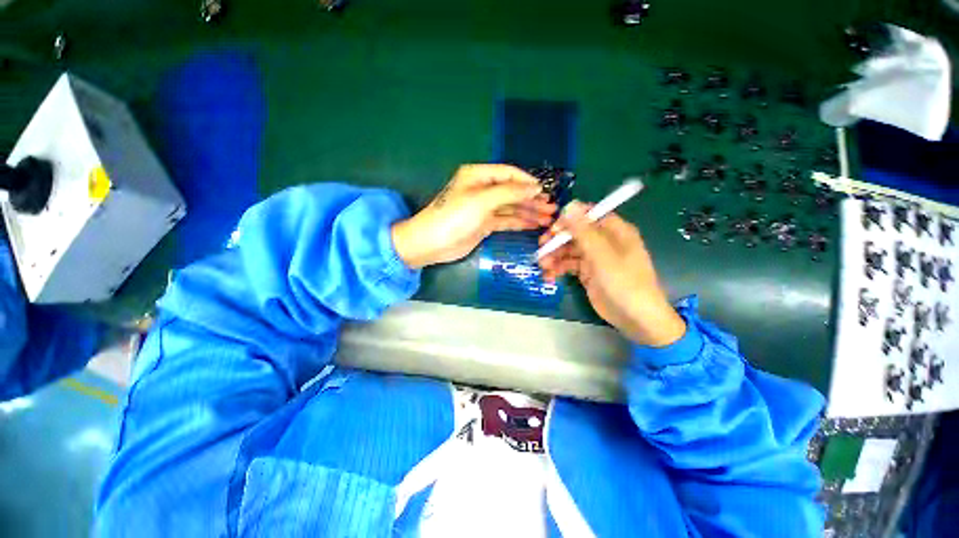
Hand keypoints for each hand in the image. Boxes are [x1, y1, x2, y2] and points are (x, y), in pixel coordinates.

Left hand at [392, 164, 556, 267]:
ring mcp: (484, 208)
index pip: (509, 174)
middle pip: (512, 192)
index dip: (527, 181)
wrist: (432, 243)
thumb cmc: (455, 216)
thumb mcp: (482, 200)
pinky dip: (520, 222)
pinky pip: (506, 220)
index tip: (545, 191)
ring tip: (548, 218)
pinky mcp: (485, 224)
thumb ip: (510, 192)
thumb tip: (534, 187)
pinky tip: (534, 225)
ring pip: (511, 207)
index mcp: (479, 175)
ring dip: (529, 212)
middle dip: (532, 199)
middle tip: (552, 208)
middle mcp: (483, 189)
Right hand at [538, 201, 685, 346]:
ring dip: (555, 256)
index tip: (553, 229)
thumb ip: (584, 231)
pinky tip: (549, 276)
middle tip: (542, 249)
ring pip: (569, 250)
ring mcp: (595, 258)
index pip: (588, 215)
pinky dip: (558, 269)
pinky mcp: (587, 273)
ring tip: (544, 266)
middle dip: (557, 241)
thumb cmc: (624, 283)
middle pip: (575, 233)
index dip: (570, 219)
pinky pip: (569, 265)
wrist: (636, 319)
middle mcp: (603, 241)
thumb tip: (569, 205)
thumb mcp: (603, 255)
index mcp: (614, 231)